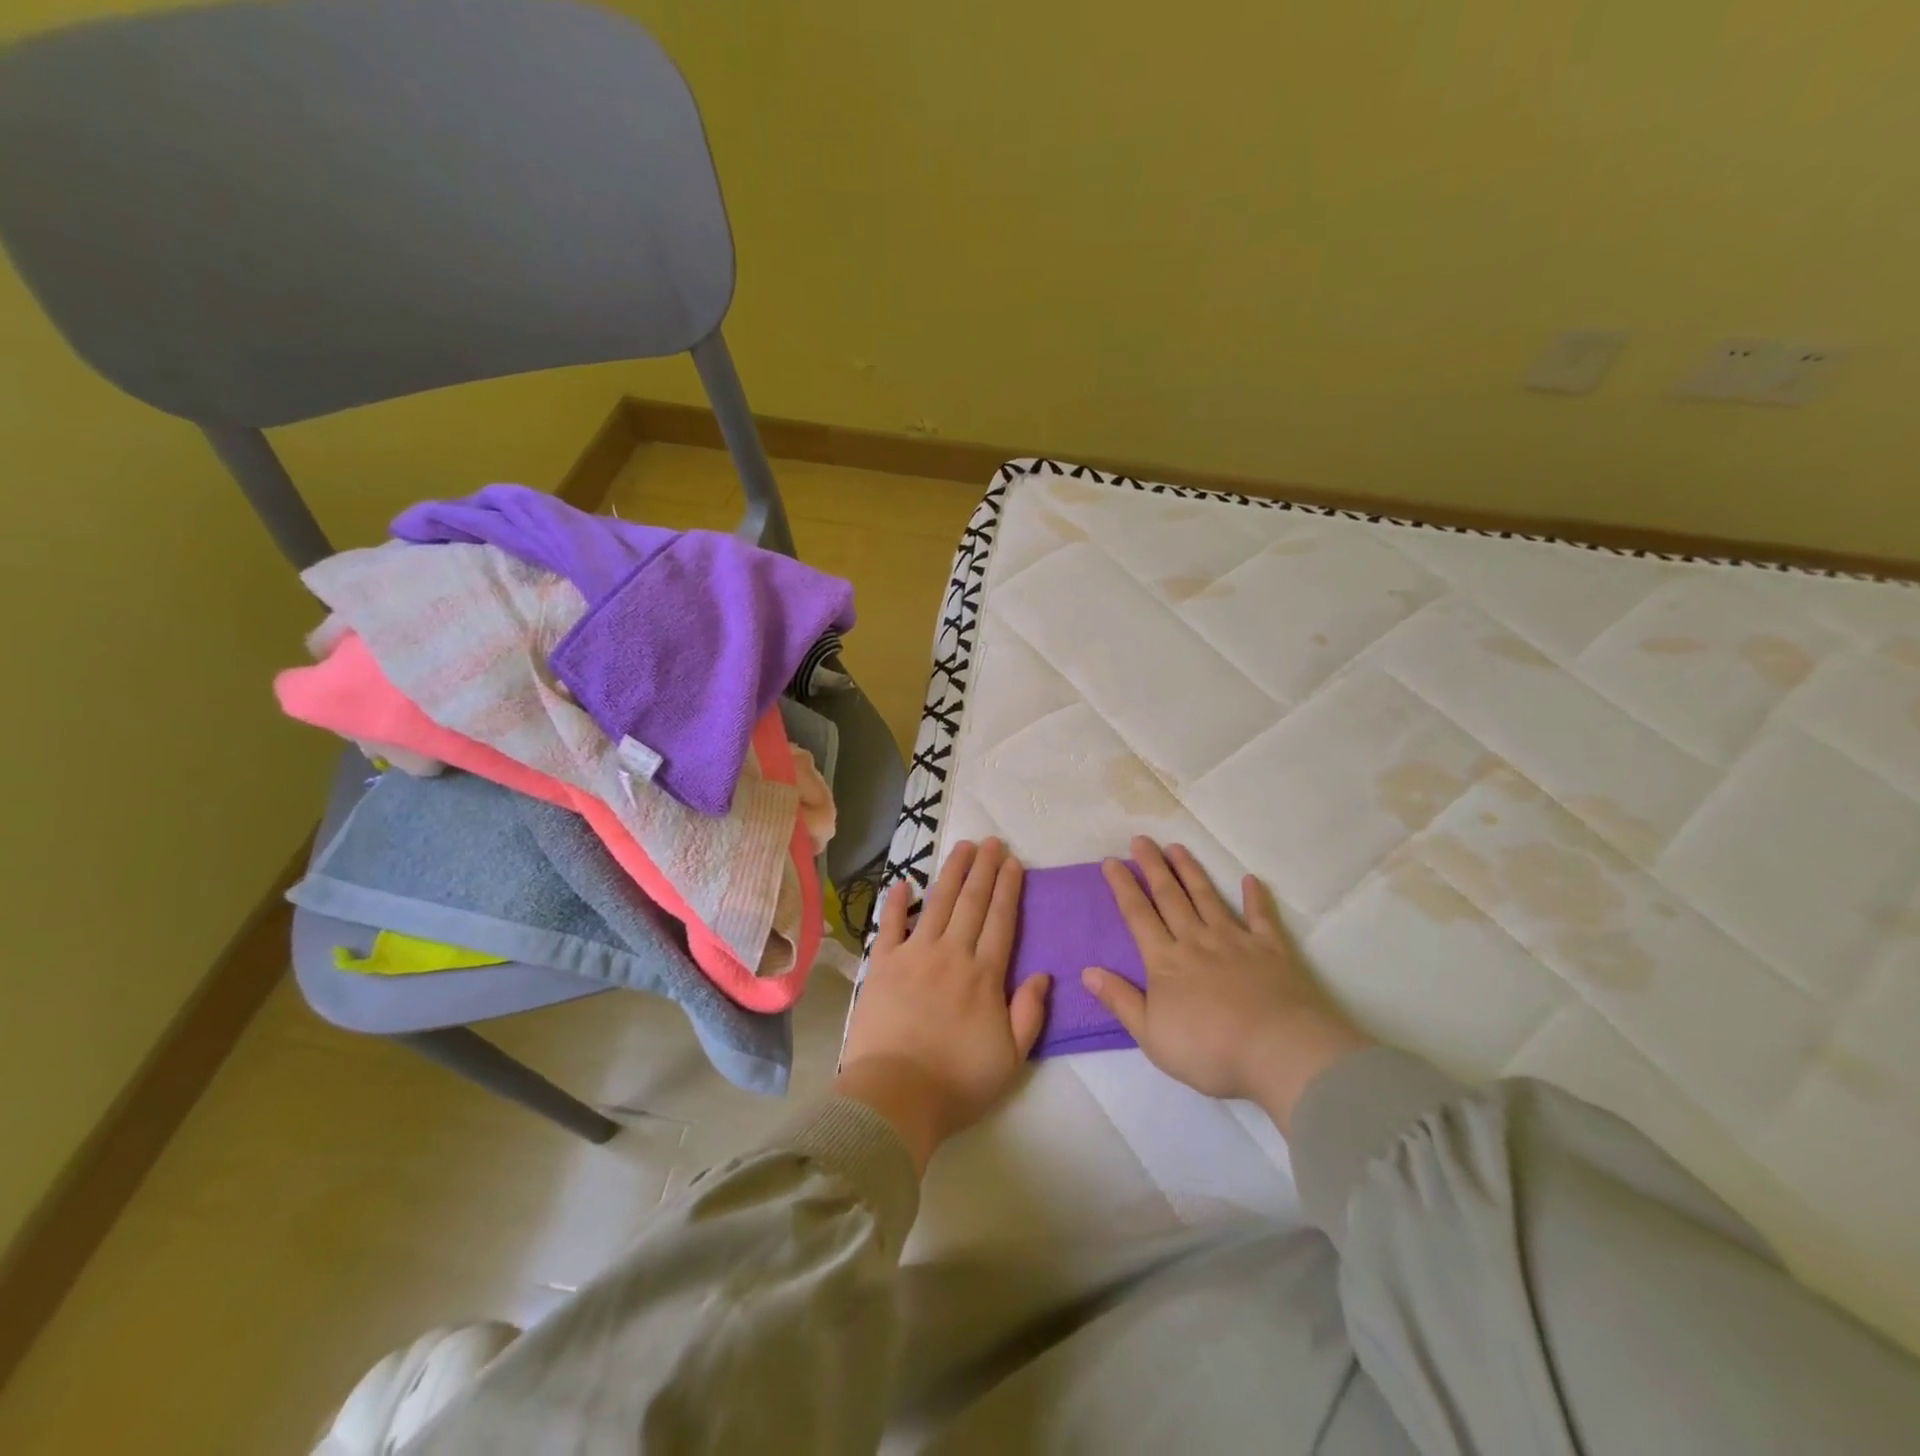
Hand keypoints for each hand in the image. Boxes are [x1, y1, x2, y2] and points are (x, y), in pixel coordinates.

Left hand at [837, 839, 1048, 1170]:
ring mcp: (914, 955)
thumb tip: (1043, 973)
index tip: (1013, 862)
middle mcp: (952, 954)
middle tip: (992, 841)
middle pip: (972, 902)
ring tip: (962, 847)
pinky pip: (889, 925)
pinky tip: (903, 882)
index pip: (1001, 920)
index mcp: (985, 975)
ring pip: (938, 904)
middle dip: (984, 869)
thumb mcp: (1011, 1058)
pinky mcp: (882, 965)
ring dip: (952, 873)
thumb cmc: (957, 1081)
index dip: (1009, 888)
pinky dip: (896, 902)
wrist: (895, 1096)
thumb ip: (1030, 1013)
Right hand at [1082, 838, 1371, 1134]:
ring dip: (1191, 871)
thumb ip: (1120, 1000)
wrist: (1278, 1052)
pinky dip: (1256, 897)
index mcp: (1165, 961)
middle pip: (1169, 897)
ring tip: (1177, 848)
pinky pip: (1261, 917)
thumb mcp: (1151, 1035)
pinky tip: (1250, 880)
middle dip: (1153, 866)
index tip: (1111, 861)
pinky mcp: (1271, 950)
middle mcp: (1196, 941)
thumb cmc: (1209, 1050)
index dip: (1122, 886)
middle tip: (1141, 840)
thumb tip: (1087, 971)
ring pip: (1207, 898)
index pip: (1138, 915)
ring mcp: (1235, 941)